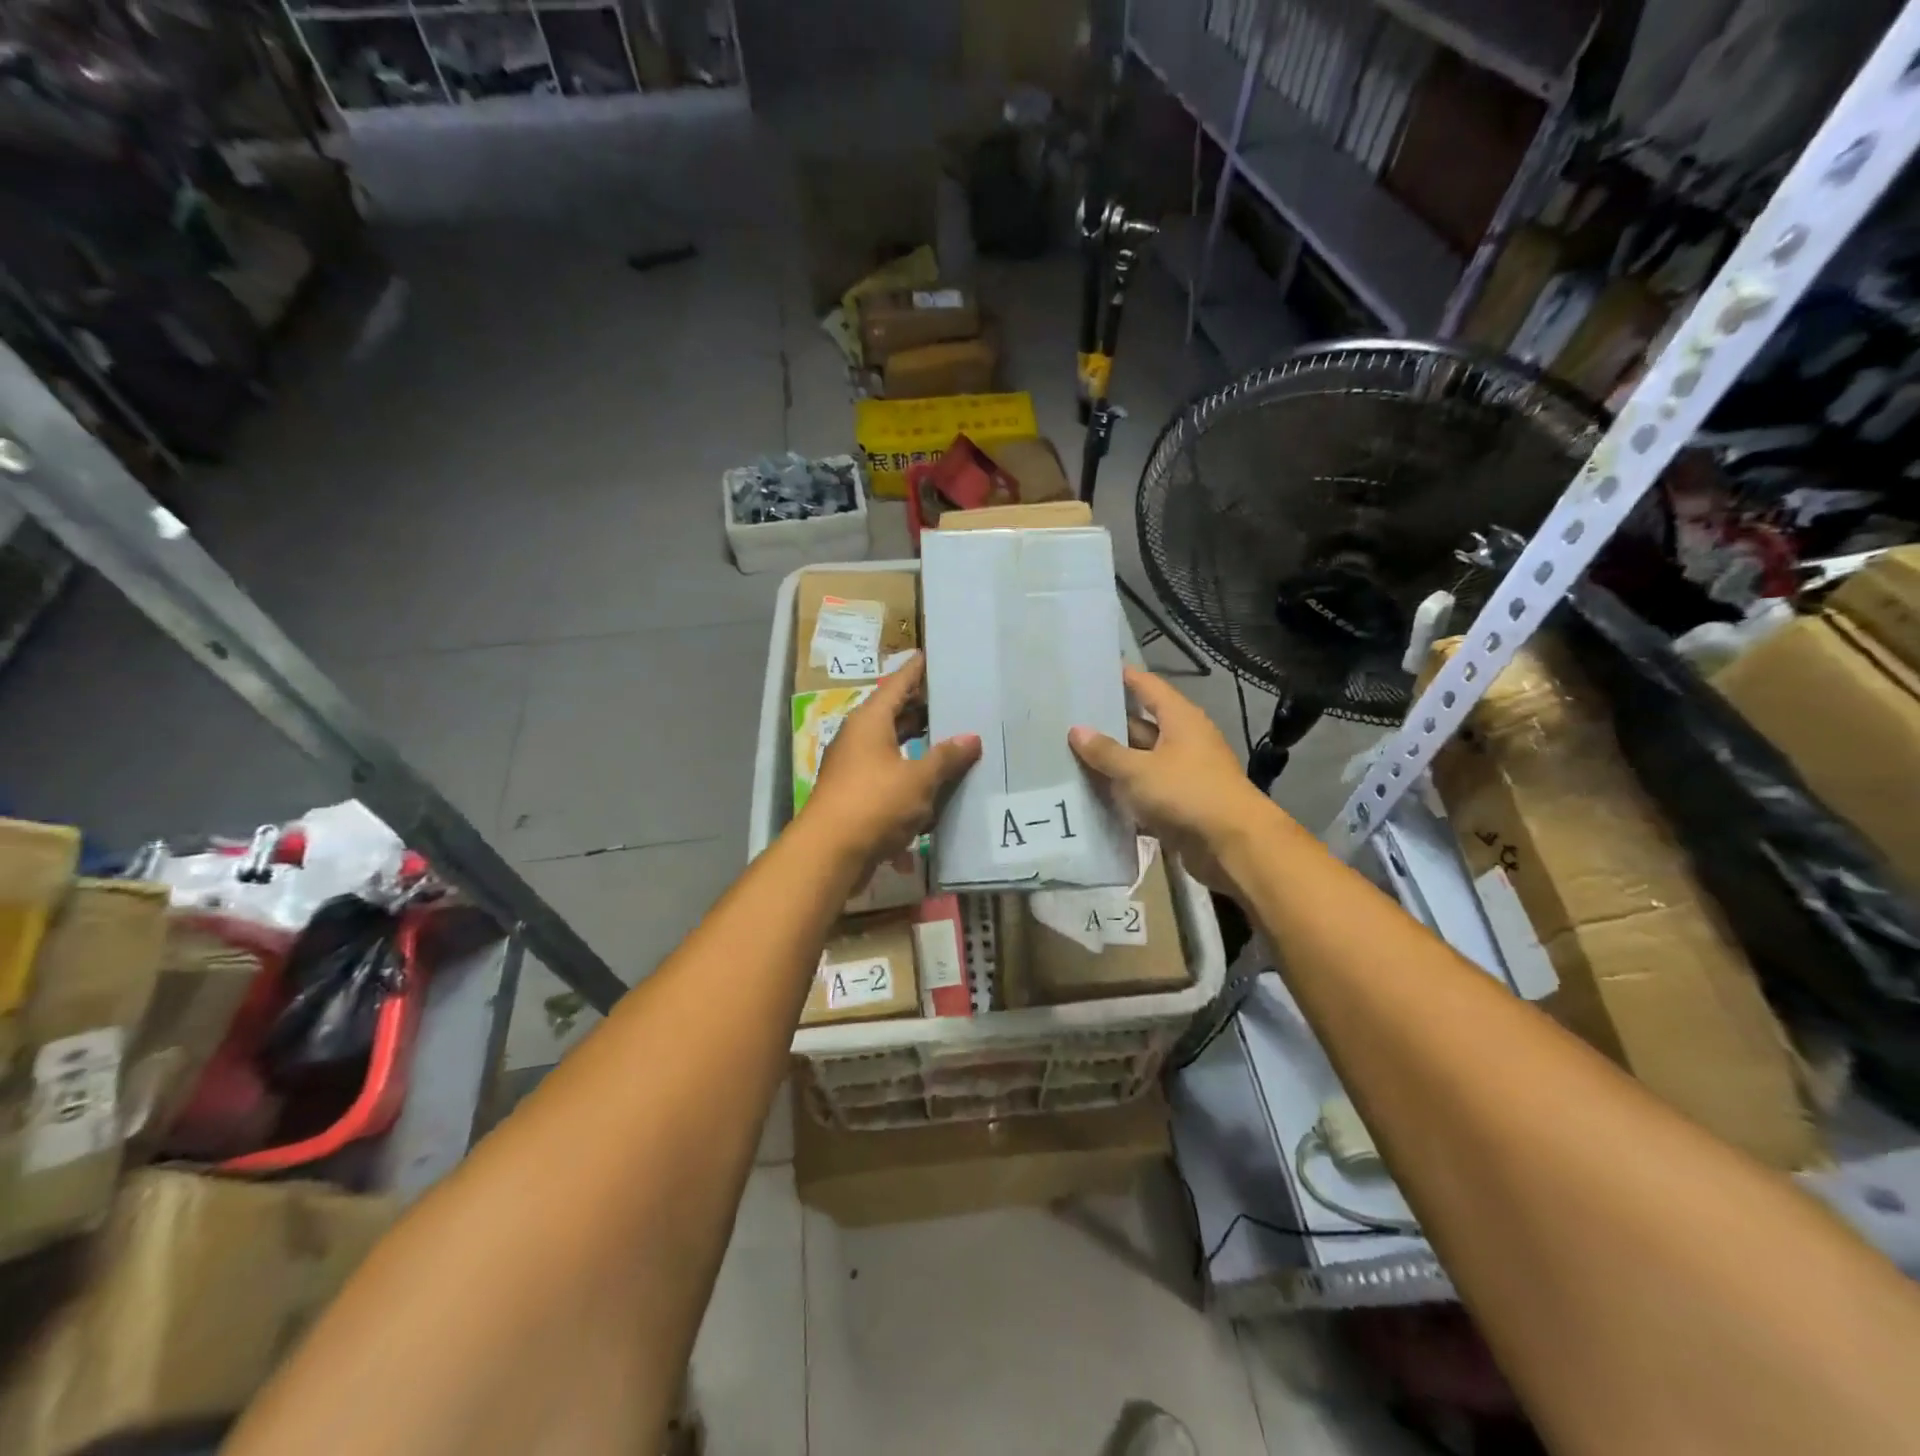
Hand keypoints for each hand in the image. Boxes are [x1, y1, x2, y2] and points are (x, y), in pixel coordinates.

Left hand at [802, 653, 980, 877]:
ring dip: (916, 745)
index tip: (931, 656)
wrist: (829, 854)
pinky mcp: (854, 796)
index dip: (916, 671)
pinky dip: (908, 775)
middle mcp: (857, 738)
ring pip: (890, 747)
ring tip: (949, 740)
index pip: (896, 684)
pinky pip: (887, 775)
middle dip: (920, 709)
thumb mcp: (918, 779)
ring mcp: (853, 768)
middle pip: (892, 714)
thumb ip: (946, 757)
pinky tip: (932, 786)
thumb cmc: (875, 803)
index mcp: (869, 722)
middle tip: (952, 700)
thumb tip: (971, 738)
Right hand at [1068, 666, 1282, 894]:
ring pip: (1141, 761)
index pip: (1148, 687)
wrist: (1232, 845)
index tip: (1094, 670)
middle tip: (1069, 719)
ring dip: (1114, 762)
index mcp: (1180, 720)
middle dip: (1109, 724)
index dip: (1124, 677)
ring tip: (1071, 755)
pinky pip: (1145, 791)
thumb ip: (1106, 752)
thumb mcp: (1139, 770)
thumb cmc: (1187, 793)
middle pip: (1141, 725)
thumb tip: (1077, 730)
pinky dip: (1124, 792)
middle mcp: (1184, 741)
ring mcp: (1183, 773)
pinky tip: (1093, 794)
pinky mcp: (1180, 803)